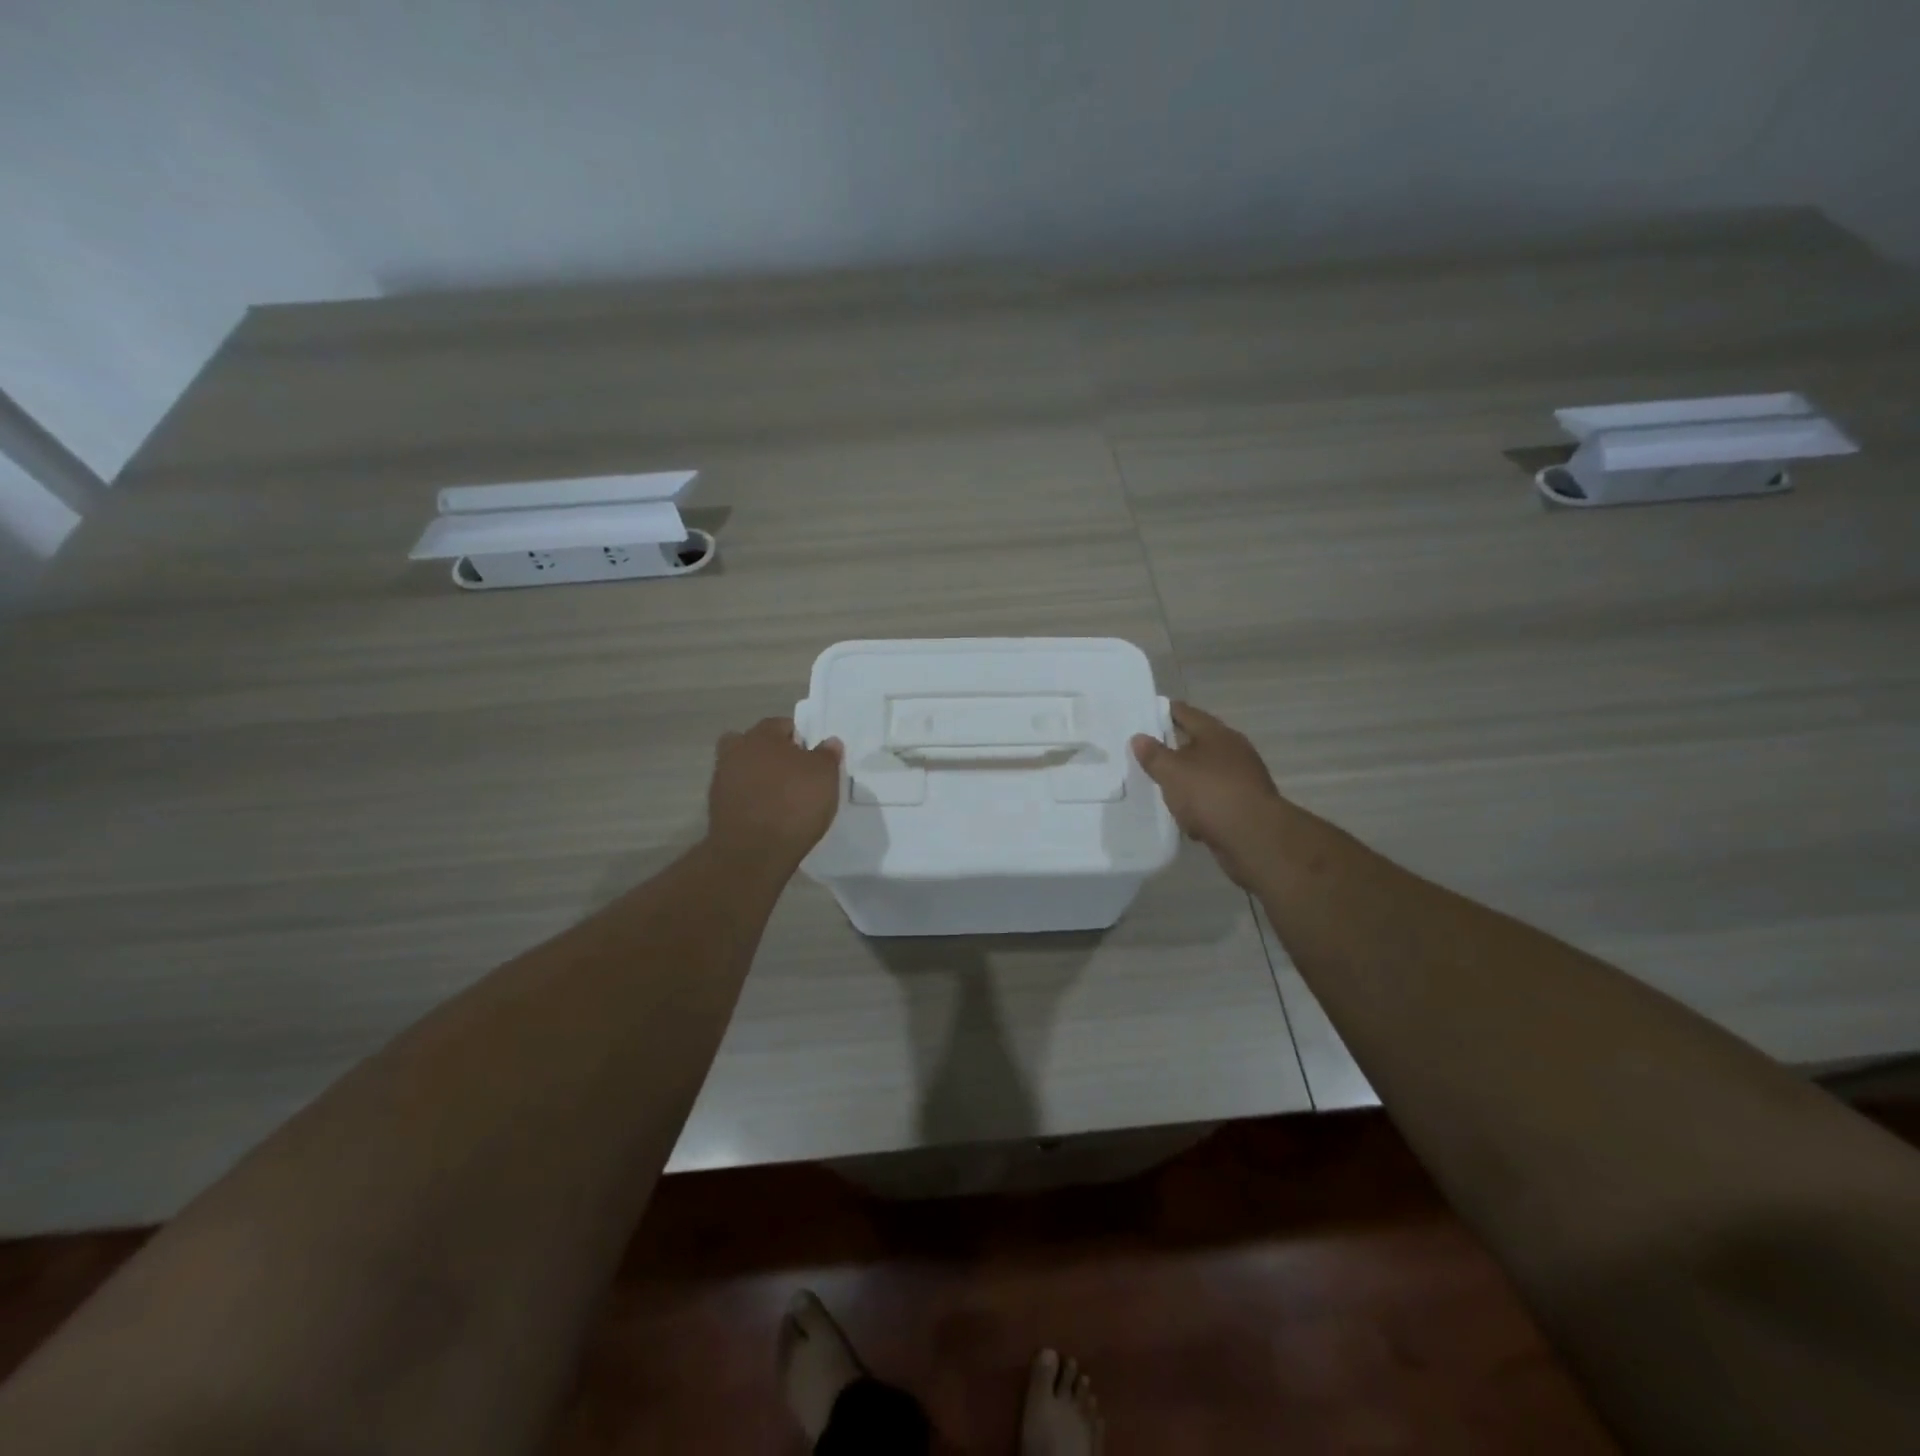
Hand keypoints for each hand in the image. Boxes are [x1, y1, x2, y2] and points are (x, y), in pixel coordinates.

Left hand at [707, 718, 843, 863]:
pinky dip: (751, 799)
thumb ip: (827, 755)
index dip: (798, 738)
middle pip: (754, 743)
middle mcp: (736, 751)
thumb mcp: (825, 776)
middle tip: (793, 772)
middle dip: (771, 753)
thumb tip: (829, 742)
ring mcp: (722, 779)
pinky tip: (769, 814)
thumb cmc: (794, 803)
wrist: (754, 851)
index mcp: (762, 736)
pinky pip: (739, 794)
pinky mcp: (717, 807)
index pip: (781, 725)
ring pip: (743, 768)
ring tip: (782, 796)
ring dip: (758, 777)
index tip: (811, 756)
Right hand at [1131, 702, 1287, 887]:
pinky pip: (1214, 800)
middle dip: (1175, 747)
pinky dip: (1199, 805)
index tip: (1146, 713)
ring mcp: (1242, 779)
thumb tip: (1138, 737)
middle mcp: (1233, 751)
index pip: (1186, 713)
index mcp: (1216, 734)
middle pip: (1198, 743)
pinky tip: (1185, 816)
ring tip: (1162, 785)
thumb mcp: (1172, 772)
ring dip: (1187, 779)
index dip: (1165, 711)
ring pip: (1206, 773)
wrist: (1254, 838)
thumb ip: (1153, 755)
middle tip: (1147, 751)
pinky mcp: (1244, 806)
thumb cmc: (1210, 793)